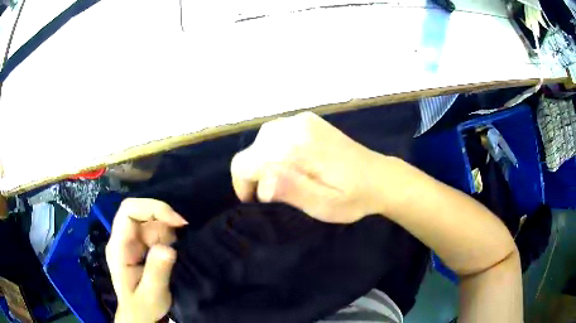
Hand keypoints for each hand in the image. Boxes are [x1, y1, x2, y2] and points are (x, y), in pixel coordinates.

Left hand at [106, 198, 187, 322]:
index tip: (177, 222)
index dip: (152, 208)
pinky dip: (170, 236)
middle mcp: (124, 238)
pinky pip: (156, 231)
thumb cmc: (142, 308)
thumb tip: (169, 247)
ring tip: (176, 254)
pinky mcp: (143, 246)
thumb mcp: (151, 295)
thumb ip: (157, 272)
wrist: (140, 315)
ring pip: (150, 220)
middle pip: (140, 211)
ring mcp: (133, 241)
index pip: (128, 211)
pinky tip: (174, 252)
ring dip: (168, 230)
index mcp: (118, 247)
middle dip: (164, 218)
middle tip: (184, 232)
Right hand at [231, 112, 390, 222]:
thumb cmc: (353, 197)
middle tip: (272, 194)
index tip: (255, 201)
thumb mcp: (324, 205)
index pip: (246, 162)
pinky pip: (277, 132)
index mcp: (297, 147)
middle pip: (252, 149)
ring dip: (263, 161)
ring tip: (280, 179)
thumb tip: (261, 184)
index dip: (242, 185)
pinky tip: (289, 162)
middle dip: (254, 173)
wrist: (380, 177)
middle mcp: (295, 126)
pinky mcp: (309, 121)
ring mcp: (303, 120)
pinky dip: (273, 149)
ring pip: (262, 139)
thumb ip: (292, 191)